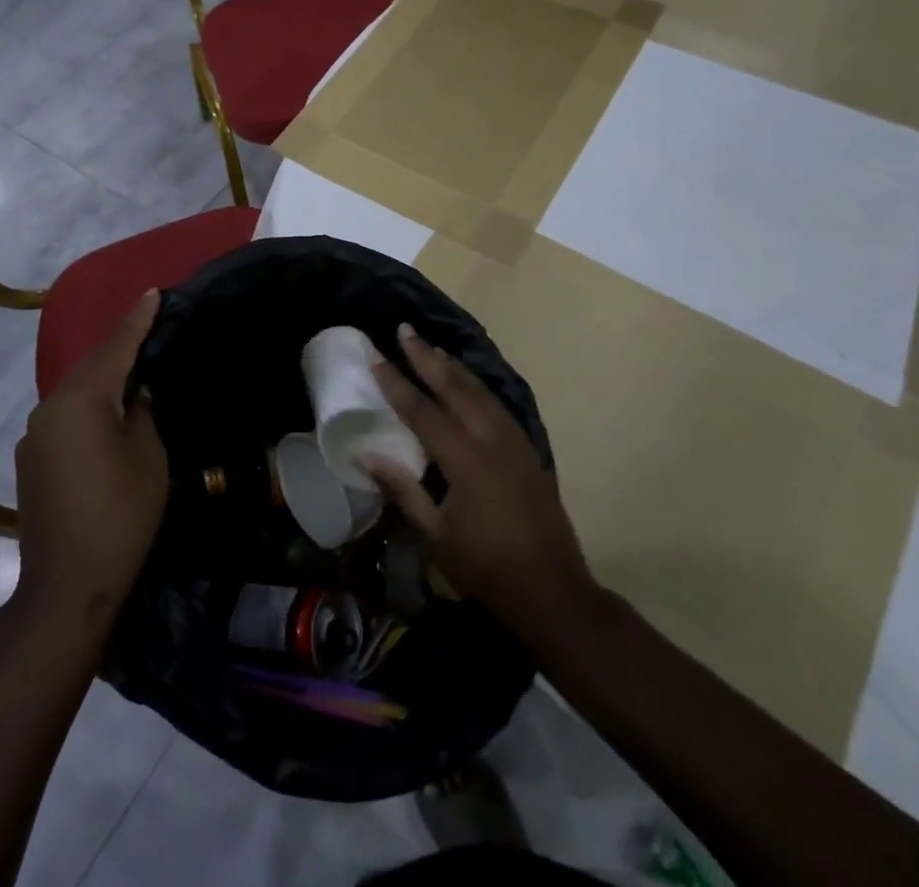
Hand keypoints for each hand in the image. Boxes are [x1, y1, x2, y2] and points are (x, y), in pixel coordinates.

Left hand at [13, 291, 167, 634]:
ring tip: (134, 369)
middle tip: (150, 326)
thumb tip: (136, 396)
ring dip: (104, 378)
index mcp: (81, 400)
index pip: (116, 348)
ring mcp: (35, 435)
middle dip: (121, 347)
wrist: (67, 585)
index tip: (154, 293)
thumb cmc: (121, 514)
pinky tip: (108, 416)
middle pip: (93, 366)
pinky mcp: (31, 460)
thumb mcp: (148, 455)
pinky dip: (89, 407)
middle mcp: (50, 407)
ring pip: (77, 392)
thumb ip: (143, 412)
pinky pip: (66, 417)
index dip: (138, 320)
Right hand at [368, 324, 594, 630]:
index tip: (376, 356)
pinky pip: (497, 404)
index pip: (422, 410)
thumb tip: (366, 453)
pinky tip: (468, 383)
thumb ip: (402, 489)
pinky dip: (477, 385)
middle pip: (454, 387)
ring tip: (432, 347)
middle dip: (427, 356)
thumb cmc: (486, 567)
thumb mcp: (435, 536)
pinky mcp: (527, 449)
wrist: (552, 590)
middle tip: (405, 329)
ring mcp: (514, 441)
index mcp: (465, 459)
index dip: (396, 382)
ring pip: (479, 390)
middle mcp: (490, 439)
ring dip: (453, 366)